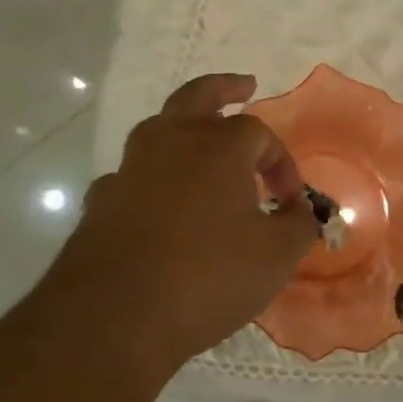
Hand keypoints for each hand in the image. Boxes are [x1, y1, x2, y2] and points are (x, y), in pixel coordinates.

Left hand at [51, 74, 317, 369]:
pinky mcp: (101, 199)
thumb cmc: (208, 276)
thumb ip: (298, 224)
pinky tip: (158, 202)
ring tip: (201, 146)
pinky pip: (133, 174)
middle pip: (198, 96)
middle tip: (245, 86)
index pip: (259, 133)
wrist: (116, 315)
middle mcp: (170, 142)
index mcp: (217, 146)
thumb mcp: (276, 256)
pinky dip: (152, 177)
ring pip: (159, 129)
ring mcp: (129, 168)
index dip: (281, 160)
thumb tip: (301, 209)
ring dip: (184, 129)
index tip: (289, 199)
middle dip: (225, 88)